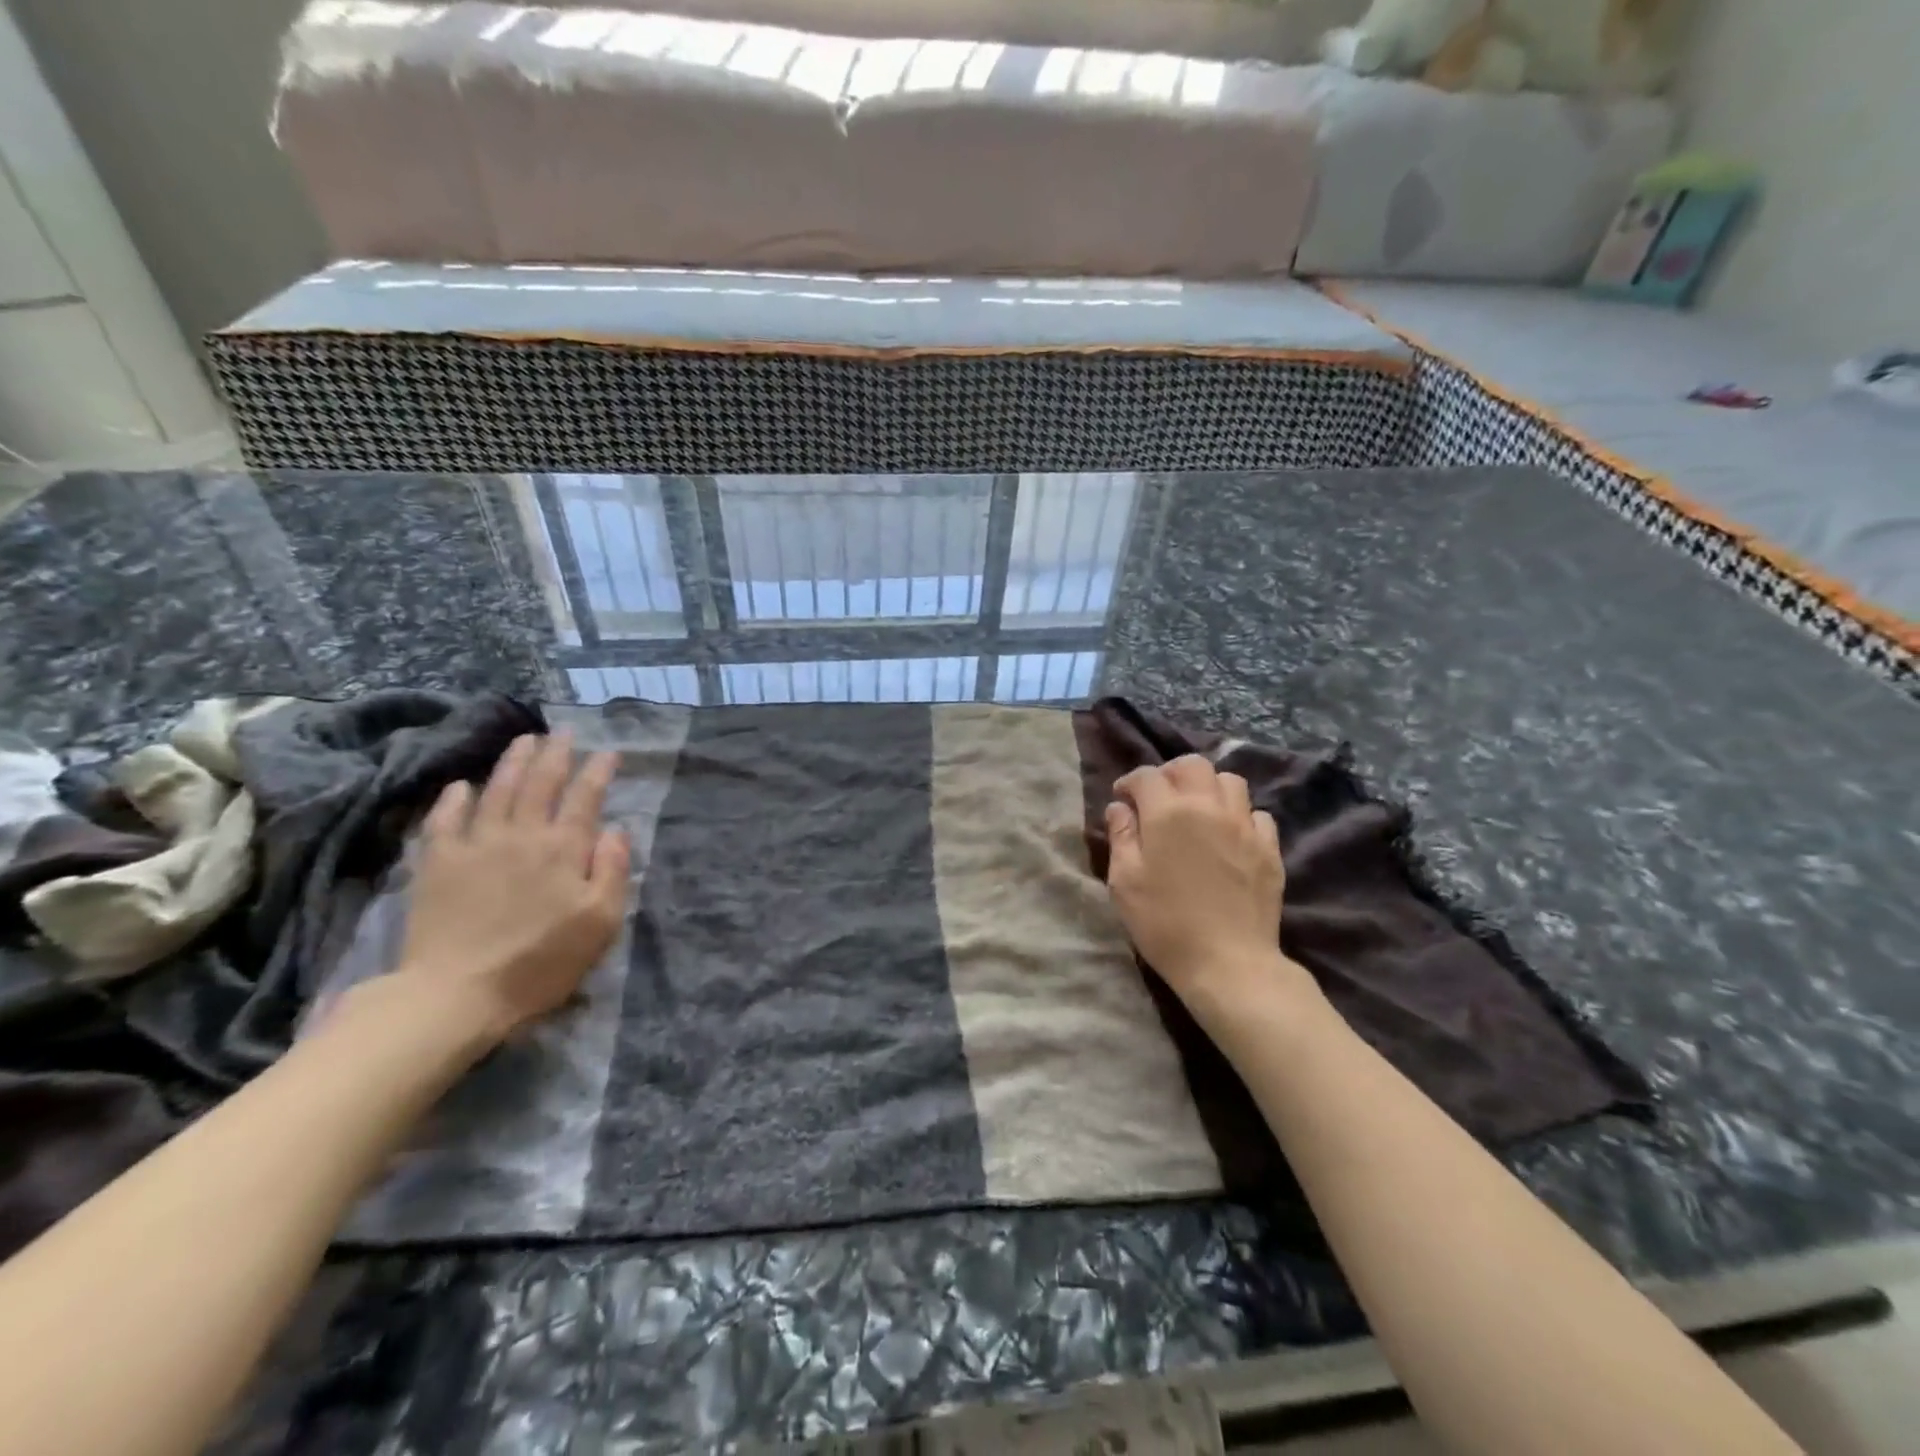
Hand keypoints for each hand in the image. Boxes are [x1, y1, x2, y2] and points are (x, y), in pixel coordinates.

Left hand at [396, 732, 629, 1044]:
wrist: (457, 994)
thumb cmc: (541, 962)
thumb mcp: (600, 923)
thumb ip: (613, 871)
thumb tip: (616, 830)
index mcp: (563, 849)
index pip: (585, 798)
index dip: (598, 771)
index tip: (609, 752)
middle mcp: (521, 835)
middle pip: (540, 783)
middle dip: (557, 754)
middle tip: (565, 733)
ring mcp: (475, 845)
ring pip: (496, 790)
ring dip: (513, 762)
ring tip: (525, 741)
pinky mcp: (437, 864)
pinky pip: (445, 819)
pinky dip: (454, 798)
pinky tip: (461, 786)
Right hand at [1105, 756, 1304, 1009]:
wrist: (1228, 963)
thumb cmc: (1165, 924)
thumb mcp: (1124, 882)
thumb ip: (1121, 836)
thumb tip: (1120, 807)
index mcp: (1168, 812)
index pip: (1146, 776)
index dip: (1130, 783)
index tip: (1122, 799)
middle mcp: (1209, 806)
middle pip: (1192, 765)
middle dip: (1171, 773)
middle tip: (1159, 797)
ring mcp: (1244, 825)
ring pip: (1230, 781)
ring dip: (1208, 787)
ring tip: (1197, 810)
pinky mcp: (1269, 848)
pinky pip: (1257, 814)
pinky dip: (1239, 815)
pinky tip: (1229, 836)